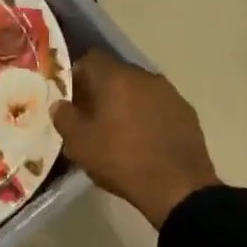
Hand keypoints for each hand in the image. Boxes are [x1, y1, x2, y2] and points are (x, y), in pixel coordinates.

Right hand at [51, 52, 219, 228]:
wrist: (178, 188)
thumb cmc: (121, 159)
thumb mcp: (79, 143)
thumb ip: (64, 117)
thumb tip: (60, 104)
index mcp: (115, 77)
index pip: (90, 59)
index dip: (76, 74)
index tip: (70, 96)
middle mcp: (144, 76)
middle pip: (115, 73)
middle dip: (101, 90)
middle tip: (90, 115)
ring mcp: (170, 93)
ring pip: (139, 90)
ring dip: (126, 102)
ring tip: (118, 129)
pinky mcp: (187, 112)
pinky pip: (158, 106)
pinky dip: (147, 115)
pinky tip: (144, 139)